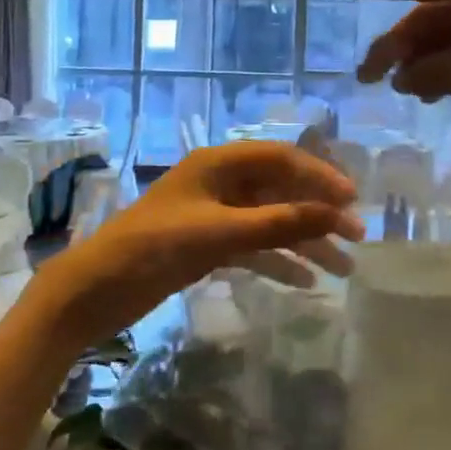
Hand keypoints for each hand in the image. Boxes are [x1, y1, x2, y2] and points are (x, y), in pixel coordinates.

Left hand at [26, 143, 363, 350]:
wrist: (95, 290)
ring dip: (304, 242)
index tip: (353, 201)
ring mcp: (214, 215)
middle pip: (281, 190)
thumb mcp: (220, 234)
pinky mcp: (207, 245)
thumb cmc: (154, 248)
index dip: (320, 176)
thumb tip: (336, 213)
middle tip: (356, 237)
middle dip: (318, 212)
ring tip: (342, 269)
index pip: (282, 159)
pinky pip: (254, 246)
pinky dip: (278, 261)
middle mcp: (220, 183)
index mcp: (219, 164)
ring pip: (271, 221)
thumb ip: (279, 224)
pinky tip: (306, 281)